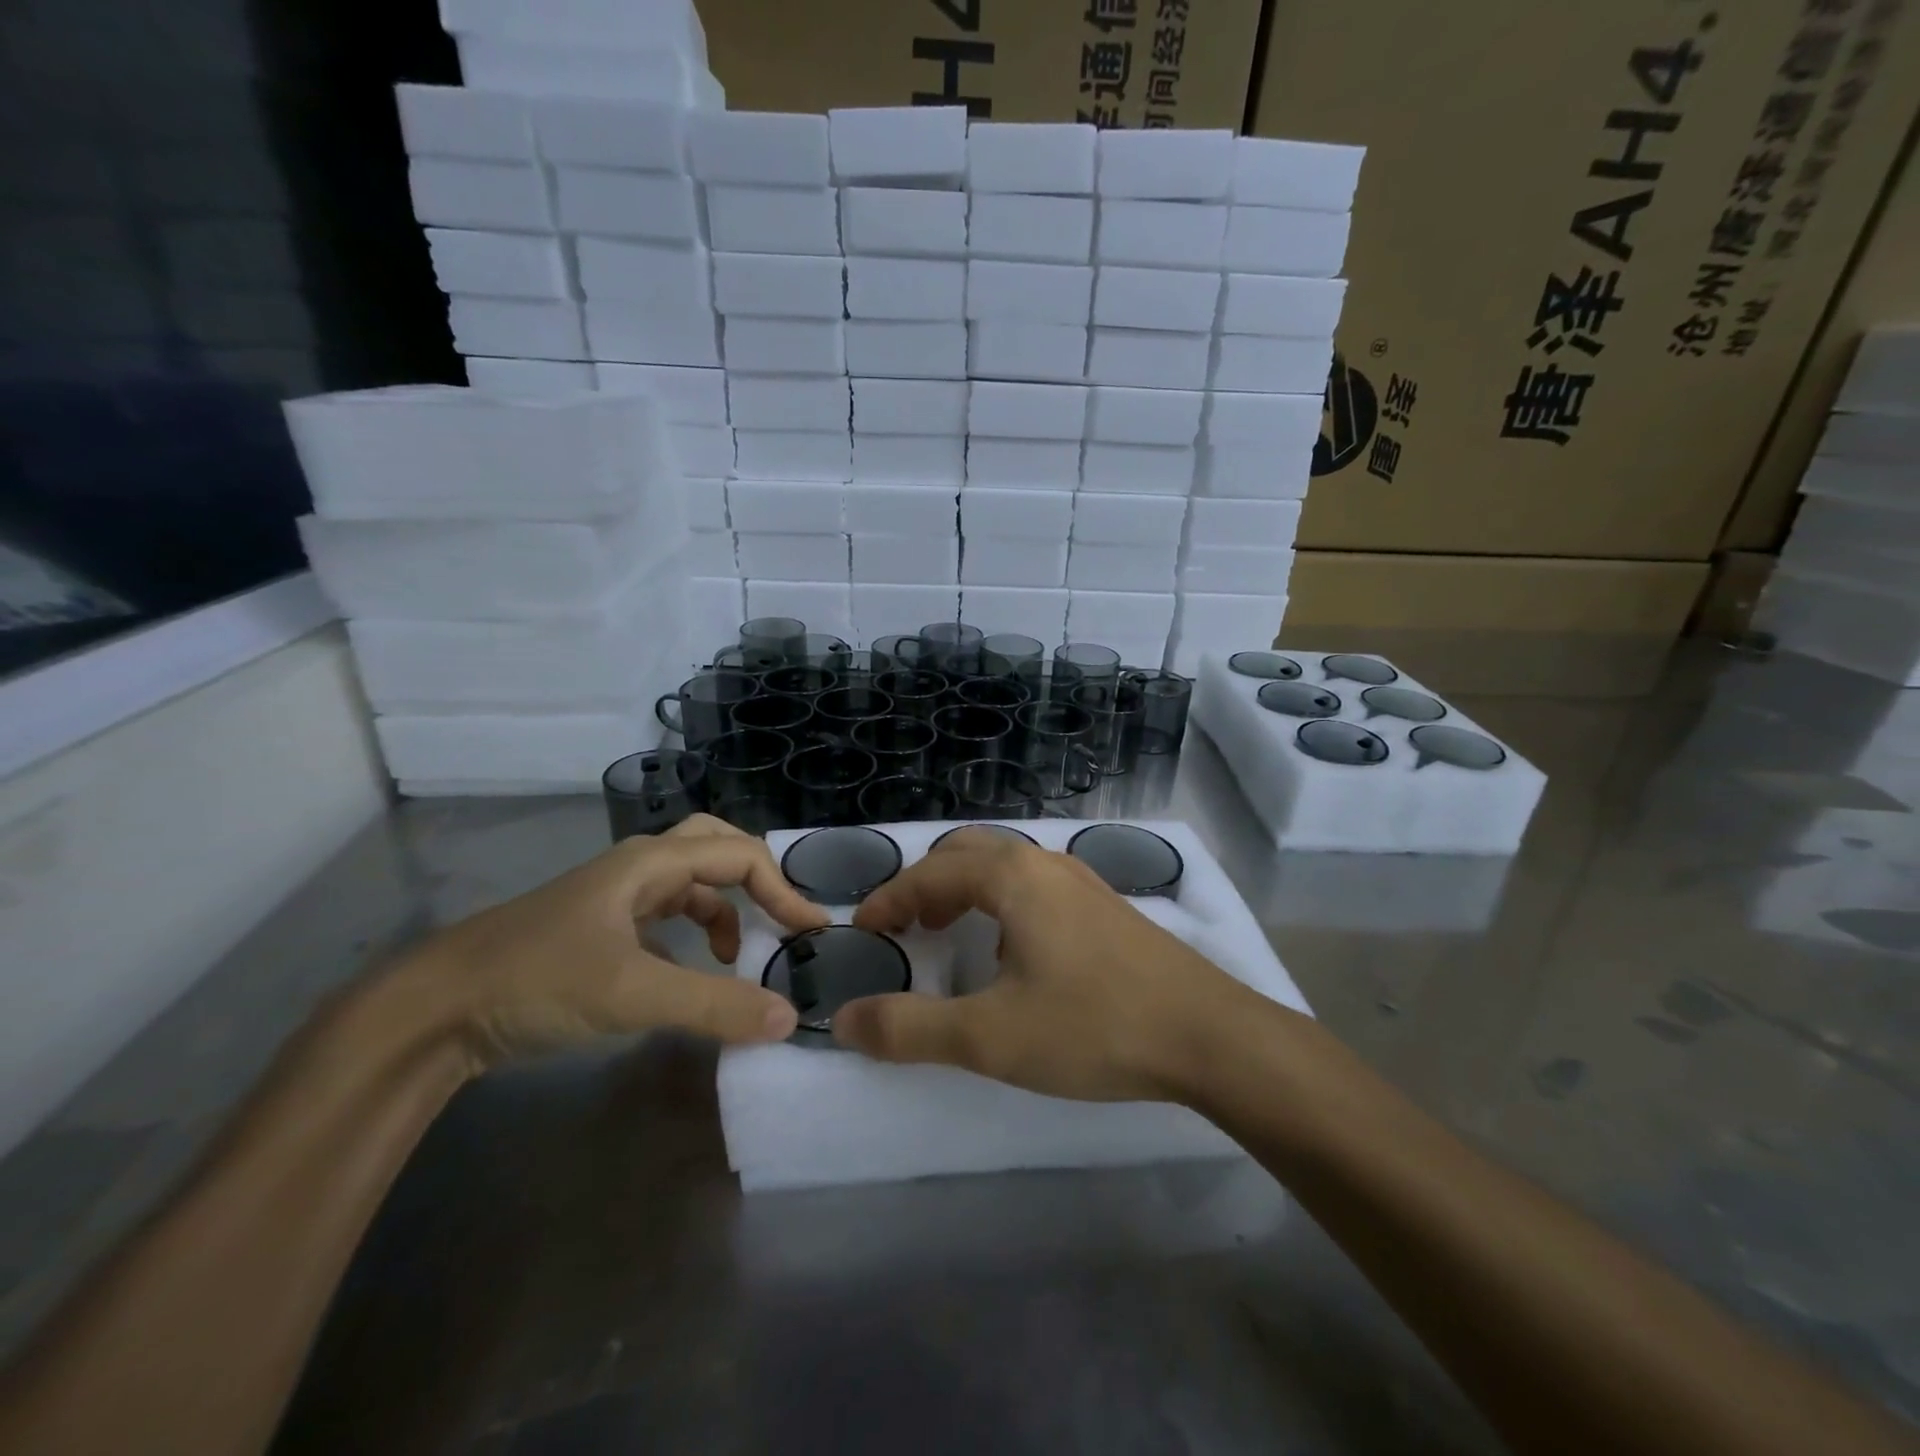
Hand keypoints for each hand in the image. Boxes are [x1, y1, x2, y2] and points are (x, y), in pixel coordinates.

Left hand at [403, 815, 828, 1070]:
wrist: (434, 1011)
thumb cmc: (537, 982)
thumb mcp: (633, 993)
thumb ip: (714, 1005)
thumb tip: (789, 1017)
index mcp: (650, 862)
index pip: (739, 857)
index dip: (783, 890)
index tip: (812, 932)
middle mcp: (637, 868)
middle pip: (714, 847)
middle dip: (755, 877)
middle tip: (781, 916)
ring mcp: (614, 897)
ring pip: (688, 883)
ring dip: (723, 907)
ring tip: (737, 953)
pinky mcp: (598, 928)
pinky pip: (663, 915)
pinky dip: (691, 933)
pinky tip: (688, 970)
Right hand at [836, 829, 1259, 1101]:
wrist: (1209, 1035)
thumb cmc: (1093, 1025)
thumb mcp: (989, 1037)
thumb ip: (910, 1029)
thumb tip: (844, 1020)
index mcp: (1012, 875)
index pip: (929, 874)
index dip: (888, 900)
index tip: (862, 932)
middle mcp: (1046, 863)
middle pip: (967, 853)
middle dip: (927, 885)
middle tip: (907, 928)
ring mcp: (1083, 882)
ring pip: (1007, 865)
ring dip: (967, 890)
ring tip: (951, 933)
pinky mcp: (1108, 908)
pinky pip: (1037, 885)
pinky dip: (1003, 902)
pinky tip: (1015, 953)